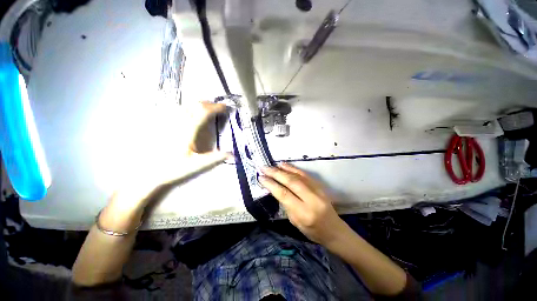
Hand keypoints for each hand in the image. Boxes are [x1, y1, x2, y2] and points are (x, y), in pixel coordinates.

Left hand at [100, 102, 230, 231]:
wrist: (148, 173)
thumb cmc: (173, 168)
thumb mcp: (197, 165)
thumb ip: (215, 158)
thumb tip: (233, 155)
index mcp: (187, 130)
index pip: (204, 112)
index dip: (216, 108)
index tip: (225, 107)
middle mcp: (178, 122)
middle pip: (195, 105)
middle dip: (209, 104)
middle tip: (219, 107)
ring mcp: (169, 122)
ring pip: (186, 106)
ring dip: (200, 105)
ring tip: (208, 108)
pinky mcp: (163, 124)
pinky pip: (177, 110)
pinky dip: (188, 108)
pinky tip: (190, 112)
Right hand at [259, 163, 348, 245]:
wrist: (334, 229)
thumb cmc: (313, 231)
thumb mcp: (295, 222)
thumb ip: (286, 204)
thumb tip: (275, 188)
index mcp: (304, 213)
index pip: (284, 194)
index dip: (271, 184)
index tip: (261, 178)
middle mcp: (311, 199)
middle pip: (290, 182)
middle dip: (275, 173)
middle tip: (263, 168)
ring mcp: (317, 190)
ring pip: (297, 176)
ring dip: (282, 169)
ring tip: (271, 166)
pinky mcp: (319, 185)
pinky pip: (304, 174)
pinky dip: (292, 168)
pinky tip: (284, 165)